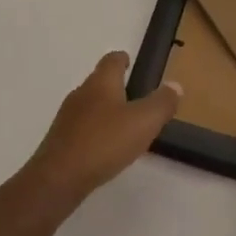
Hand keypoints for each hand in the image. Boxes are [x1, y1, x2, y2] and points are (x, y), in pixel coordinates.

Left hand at [21, 51, 181, 212]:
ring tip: (123, 122)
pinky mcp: (61, 138)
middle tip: (134, 94)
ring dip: (105, 108)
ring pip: (90, 104)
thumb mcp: (143, 122)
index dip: (122, 59)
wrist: (59, 176)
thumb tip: (175, 85)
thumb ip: (161, 103)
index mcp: (101, 83)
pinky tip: (105, 145)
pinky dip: (96, 129)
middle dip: (115, 85)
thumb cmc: (104, 142)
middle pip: (99, 81)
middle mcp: (81, 93)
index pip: (111, 61)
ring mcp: (68, 116)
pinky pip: (83, 126)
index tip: (129, 60)